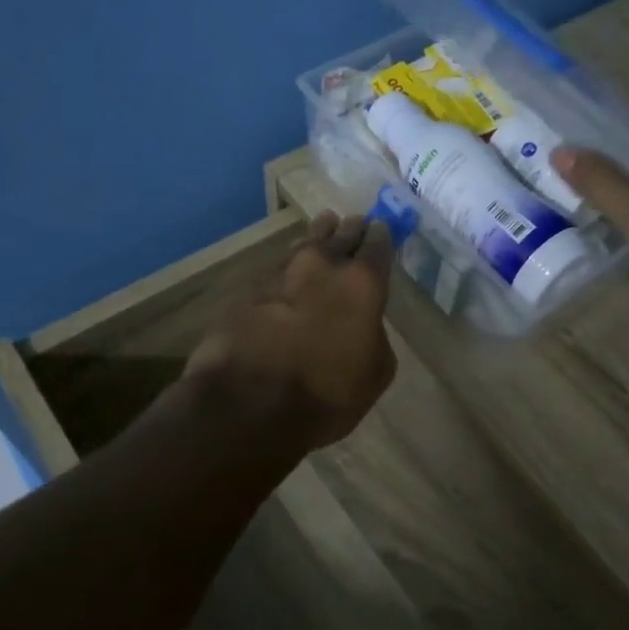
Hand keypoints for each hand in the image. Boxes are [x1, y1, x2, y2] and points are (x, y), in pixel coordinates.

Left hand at [184, 211, 397, 451]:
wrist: (247, 404)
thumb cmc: (326, 394)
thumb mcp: (375, 372)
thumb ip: (375, 335)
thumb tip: (364, 324)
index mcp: (362, 282)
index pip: (378, 243)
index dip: (381, 235)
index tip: (381, 228)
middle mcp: (322, 265)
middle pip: (340, 234)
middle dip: (350, 229)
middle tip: (354, 224)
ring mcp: (281, 273)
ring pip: (305, 243)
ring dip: (317, 237)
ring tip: (324, 229)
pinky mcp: (248, 289)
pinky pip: (277, 269)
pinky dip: (288, 269)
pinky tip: (290, 274)